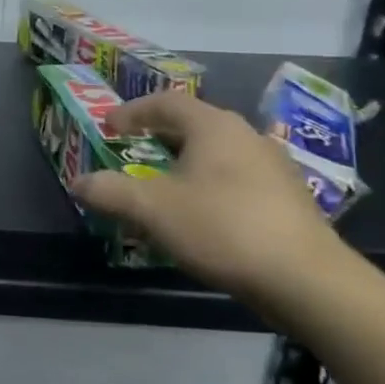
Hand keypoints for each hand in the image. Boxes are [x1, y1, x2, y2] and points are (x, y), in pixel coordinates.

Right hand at [70, 90, 348, 312]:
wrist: (307, 280)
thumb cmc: (222, 228)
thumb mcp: (153, 209)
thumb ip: (110, 192)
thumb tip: (77, 182)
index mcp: (214, 127)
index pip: (166, 103)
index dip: (132, 111)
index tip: (108, 126)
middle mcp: (247, 136)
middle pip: (194, 125)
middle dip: (158, 136)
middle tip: (132, 151)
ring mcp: (273, 167)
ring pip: (217, 153)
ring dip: (185, 162)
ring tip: (163, 185)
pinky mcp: (288, 199)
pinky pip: (236, 178)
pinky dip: (209, 185)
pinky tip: (201, 214)